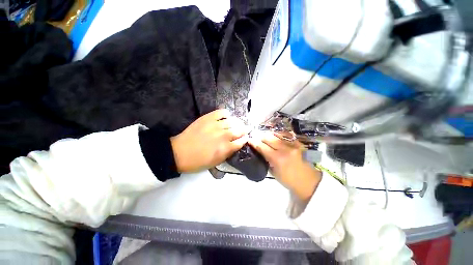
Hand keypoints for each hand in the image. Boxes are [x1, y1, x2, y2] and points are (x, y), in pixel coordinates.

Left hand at [170, 109, 249, 172]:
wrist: (179, 152)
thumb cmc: (198, 161)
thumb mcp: (216, 162)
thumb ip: (228, 153)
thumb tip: (236, 144)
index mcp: (225, 148)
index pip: (241, 141)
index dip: (245, 139)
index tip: (246, 137)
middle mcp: (223, 136)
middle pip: (239, 130)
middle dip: (245, 129)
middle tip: (246, 128)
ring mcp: (215, 125)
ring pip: (232, 121)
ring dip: (237, 122)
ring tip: (238, 123)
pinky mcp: (208, 118)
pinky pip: (221, 112)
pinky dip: (226, 114)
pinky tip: (227, 116)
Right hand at [248, 131, 321, 201]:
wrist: (310, 182)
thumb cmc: (289, 181)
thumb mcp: (274, 173)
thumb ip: (266, 160)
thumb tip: (260, 151)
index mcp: (277, 159)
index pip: (262, 147)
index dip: (254, 142)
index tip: (249, 139)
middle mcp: (285, 149)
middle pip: (269, 138)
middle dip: (260, 137)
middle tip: (256, 138)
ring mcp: (293, 144)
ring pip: (277, 134)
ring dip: (269, 135)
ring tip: (265, 136)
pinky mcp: (299, 143)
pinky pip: (287, 135)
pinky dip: (279, 134)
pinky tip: (276, 135)